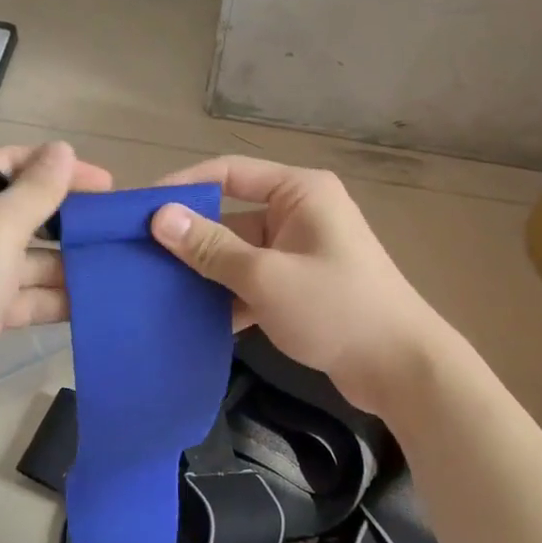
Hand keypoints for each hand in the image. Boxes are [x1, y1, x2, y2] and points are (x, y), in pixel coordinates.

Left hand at [0, 142, 111, 443]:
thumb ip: (36, 190)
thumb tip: (63, 150)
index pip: (9, 163)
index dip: (58, 168)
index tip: (106, 185)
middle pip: (20, 211)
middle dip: (66, 221)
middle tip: (114, 229)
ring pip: (26, 256)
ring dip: (65, 263)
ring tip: (115, 267)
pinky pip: (22, 294)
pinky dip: (51, 296)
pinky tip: (91, 301)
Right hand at [148, 156, 446, 412]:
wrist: (401, 369)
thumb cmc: (336, 308)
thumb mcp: (265, 276)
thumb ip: (210, 247)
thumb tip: (158, 216)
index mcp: (299, 192)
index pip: (229, 173)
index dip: (184, 186)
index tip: (140, 208)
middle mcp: (300, 212)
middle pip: (231, 216)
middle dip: (191, 239)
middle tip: (140, 256)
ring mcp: (301, 251)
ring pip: (239, 253)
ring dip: (207, 273)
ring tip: (157, 289)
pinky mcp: (302, 286)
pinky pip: (254, 280)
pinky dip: (229, 297)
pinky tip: (195, 319)